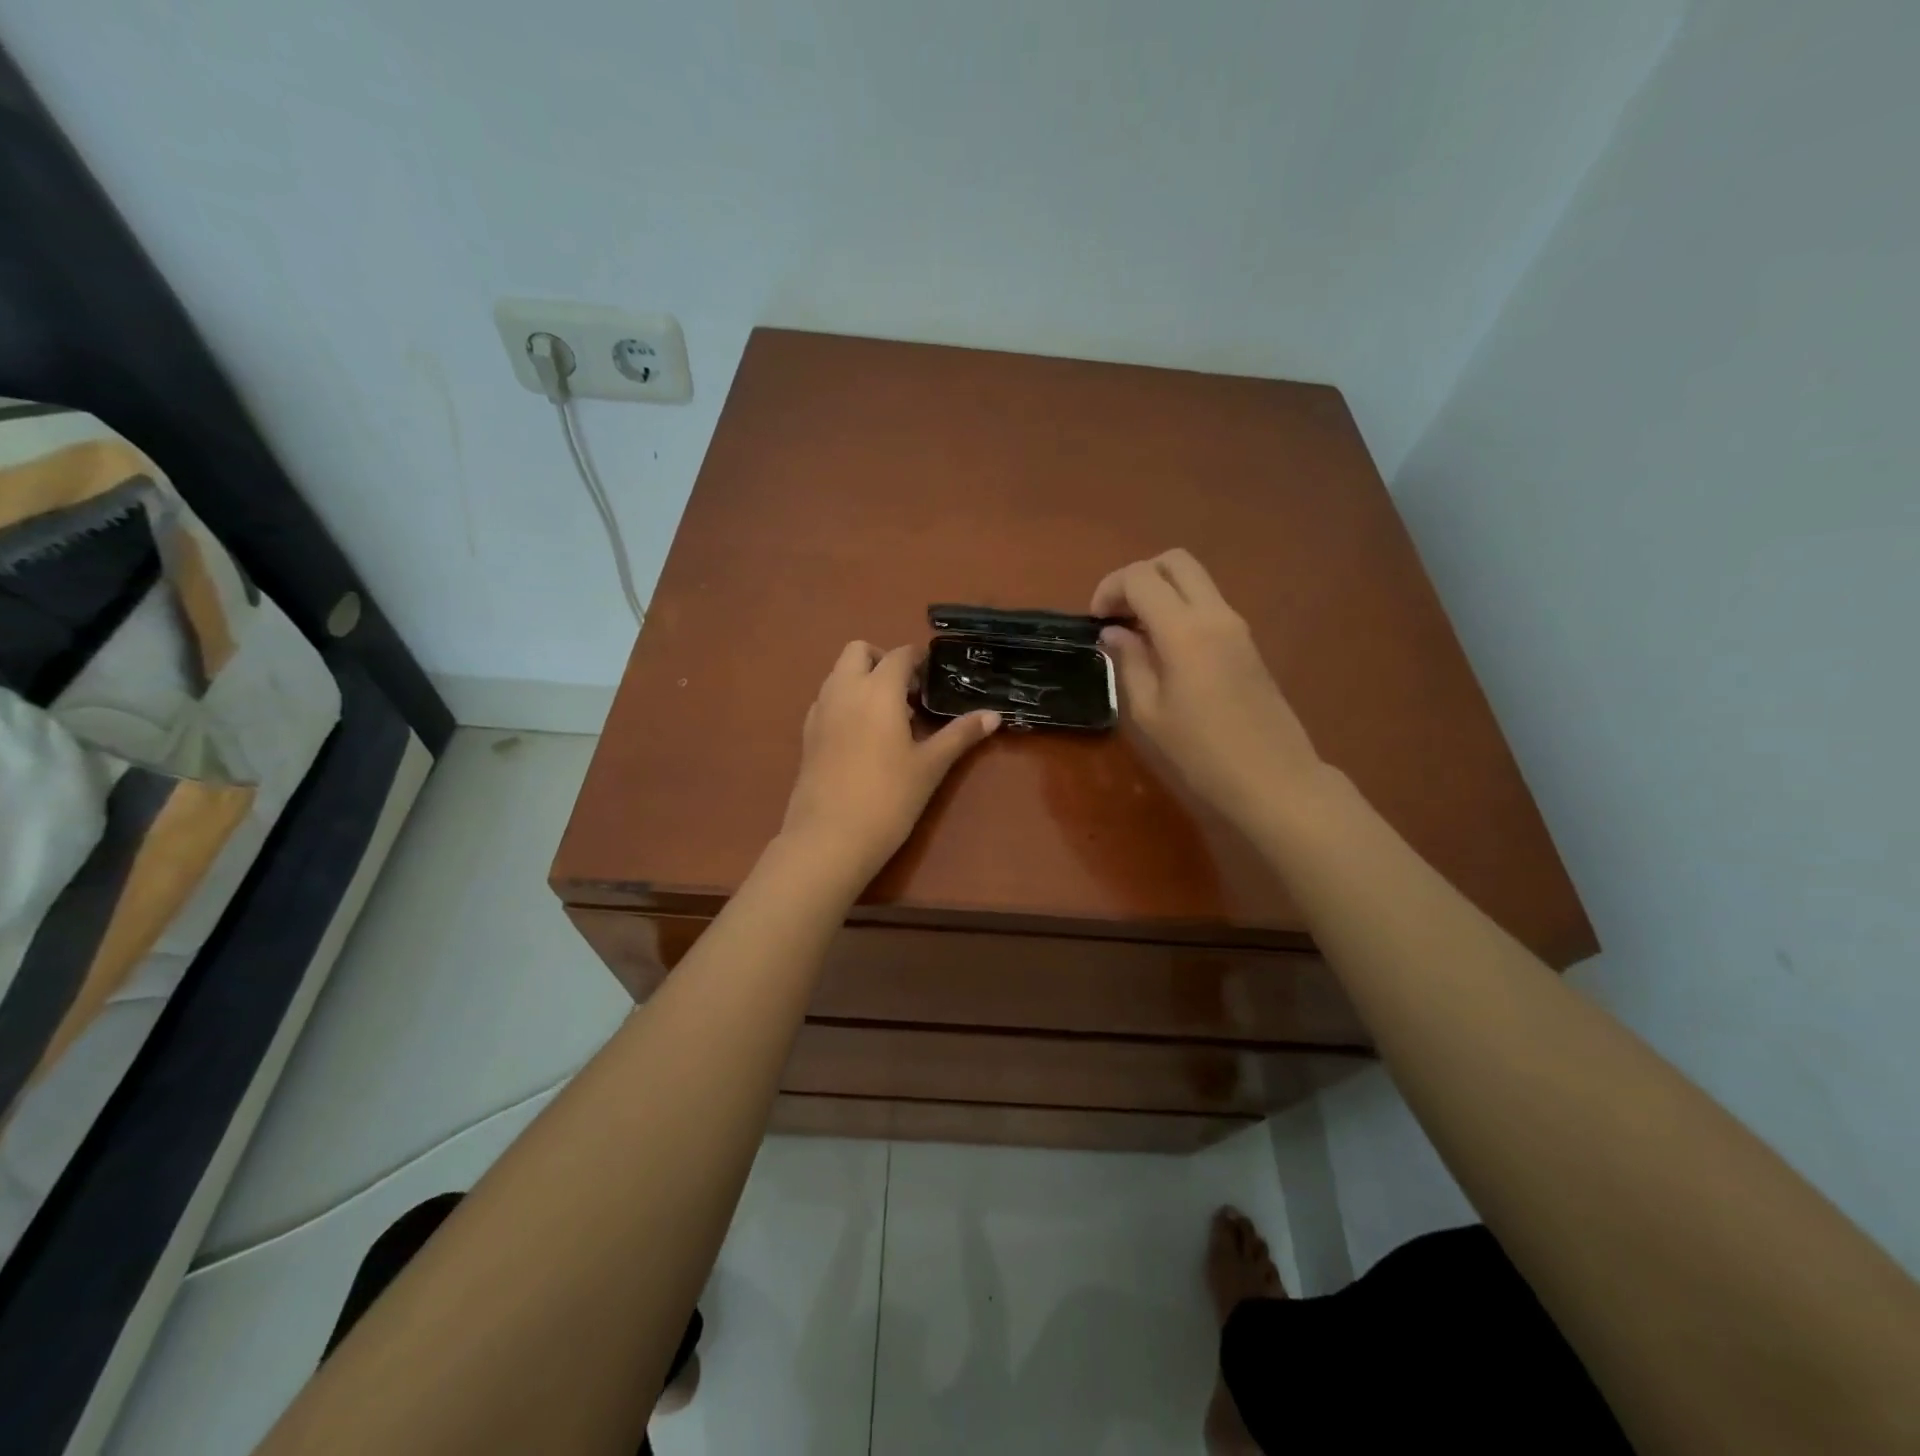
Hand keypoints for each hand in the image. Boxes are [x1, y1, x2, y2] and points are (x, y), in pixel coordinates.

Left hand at [780, 642, 1000, 883]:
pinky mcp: (807, 733)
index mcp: (878, 690)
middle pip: (859, 651)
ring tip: (887, 718)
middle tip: (907, 693)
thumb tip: (994, 715)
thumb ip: (960, 734)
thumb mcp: (930, 766)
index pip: (900, 655)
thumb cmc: (889, 798)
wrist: (830, 837)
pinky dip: (845, 702)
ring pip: (839, 673)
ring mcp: (820, 710)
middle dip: (883, 660)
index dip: (919, 660)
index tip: (934, 679)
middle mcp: (844, 689)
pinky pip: (827, 700)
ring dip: (862, 679)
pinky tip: (862, 737)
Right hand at [1092, 549, 1325, 832]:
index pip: (1141, 577)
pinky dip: (1180, 609)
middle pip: (1174, 561)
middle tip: (1117, 615)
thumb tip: (1114, 633)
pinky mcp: (1247, 643)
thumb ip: (1129, 662)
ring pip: (1195, 580)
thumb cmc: (1201, 753)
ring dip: (1161, 592)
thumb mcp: (1149, 712)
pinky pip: (1208, 604)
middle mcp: (1215, 615)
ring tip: (1136, 634)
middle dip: (1138, 577)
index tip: (1096, 622)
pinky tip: (1164, 649)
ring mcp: (1237, 626)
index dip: (1110, 588)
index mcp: (1185, 630)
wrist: (1273, 779)